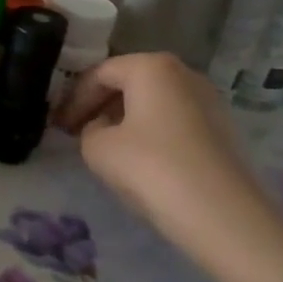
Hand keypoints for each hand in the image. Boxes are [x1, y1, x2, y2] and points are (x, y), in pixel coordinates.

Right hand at [56, 53, 282, 281]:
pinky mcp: (222, 129)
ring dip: (125, 119)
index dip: (74, 99)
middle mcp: (183, 73)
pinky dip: (150, 131)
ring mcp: (208, 100)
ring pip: (153, 101)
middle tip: (78, 131)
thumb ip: (89, 130)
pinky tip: (139, 159)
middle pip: (130, 82)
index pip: (100, 74)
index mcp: (151, 67)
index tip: (60, 126)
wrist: (221, 215)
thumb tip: (102, 128)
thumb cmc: (150, 168)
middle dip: (100, 105)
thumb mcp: (97, 148)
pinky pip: (174, 120)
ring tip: (106, 146)